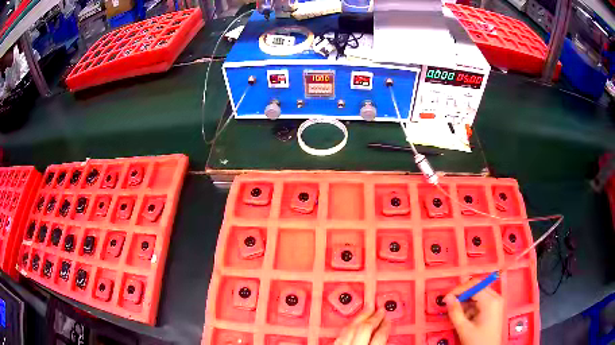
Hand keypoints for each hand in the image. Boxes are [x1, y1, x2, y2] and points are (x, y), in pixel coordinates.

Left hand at [334, 309, 390, 344]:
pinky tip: (352, 324)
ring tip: (366, 310)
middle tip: (380, 309)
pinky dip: (347, 327)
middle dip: (373, 316)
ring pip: (349, 328)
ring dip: (359, 317)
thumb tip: (386, 337)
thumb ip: (379, 343)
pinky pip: (339, 334)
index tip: (388, 320)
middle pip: (364, 328)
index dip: (385, 326)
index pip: (380, 336)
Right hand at [444, 280, 503, 344]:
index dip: (459, 289)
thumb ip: (455, 312)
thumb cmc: (477, 341)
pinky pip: (481, 301)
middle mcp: (496, 297)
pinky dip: (471, 307)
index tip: (446, 298)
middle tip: (450, 304)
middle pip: (477, 288)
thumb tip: (447, 298)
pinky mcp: (494, 308)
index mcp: (490, 301)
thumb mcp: (464, 328)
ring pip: (478, 295)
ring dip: (466, 302)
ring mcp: (496, 302)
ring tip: (458, 315)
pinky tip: (466, 318)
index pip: (474, 285)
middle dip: (462, 295)